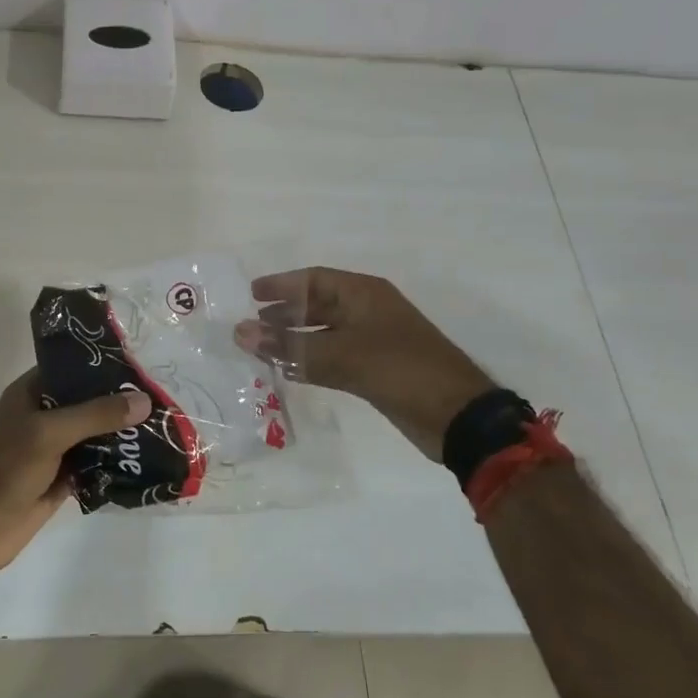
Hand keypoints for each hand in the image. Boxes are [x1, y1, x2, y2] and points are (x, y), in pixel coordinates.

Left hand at [0, 372, 151, 574]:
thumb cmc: (6, 467)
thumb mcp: (50, 432)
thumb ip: (96, 415)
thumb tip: (144, 400)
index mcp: (33, 393)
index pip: (72, 368)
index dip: (102, 365)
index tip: (139, 365)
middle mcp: (44, 415)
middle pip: (87, 402)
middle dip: (119, 401)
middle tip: (161, 397)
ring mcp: (54, 448)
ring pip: (94, 434)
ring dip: (121, 433)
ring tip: (162, 426)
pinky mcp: (63, 479)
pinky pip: (95, 465)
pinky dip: (116, 463)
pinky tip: (147, 460)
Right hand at [236, 267, 493, 459]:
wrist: (457, 417)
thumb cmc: (400, 370)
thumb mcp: (341, 355)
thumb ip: (289, 346)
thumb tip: (239, 332)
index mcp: (364, 294)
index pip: (314, 280)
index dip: (281, 285)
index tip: (251, 294)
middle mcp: (367, 311)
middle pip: (317, 305)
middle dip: (285, 314)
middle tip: (252, 324)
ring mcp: (373, 341)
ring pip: (323, 333)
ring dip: (295, 340)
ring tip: (262, 348)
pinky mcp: (375, 370)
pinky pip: (333, 357)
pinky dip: (310, 361)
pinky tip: (289, 371)